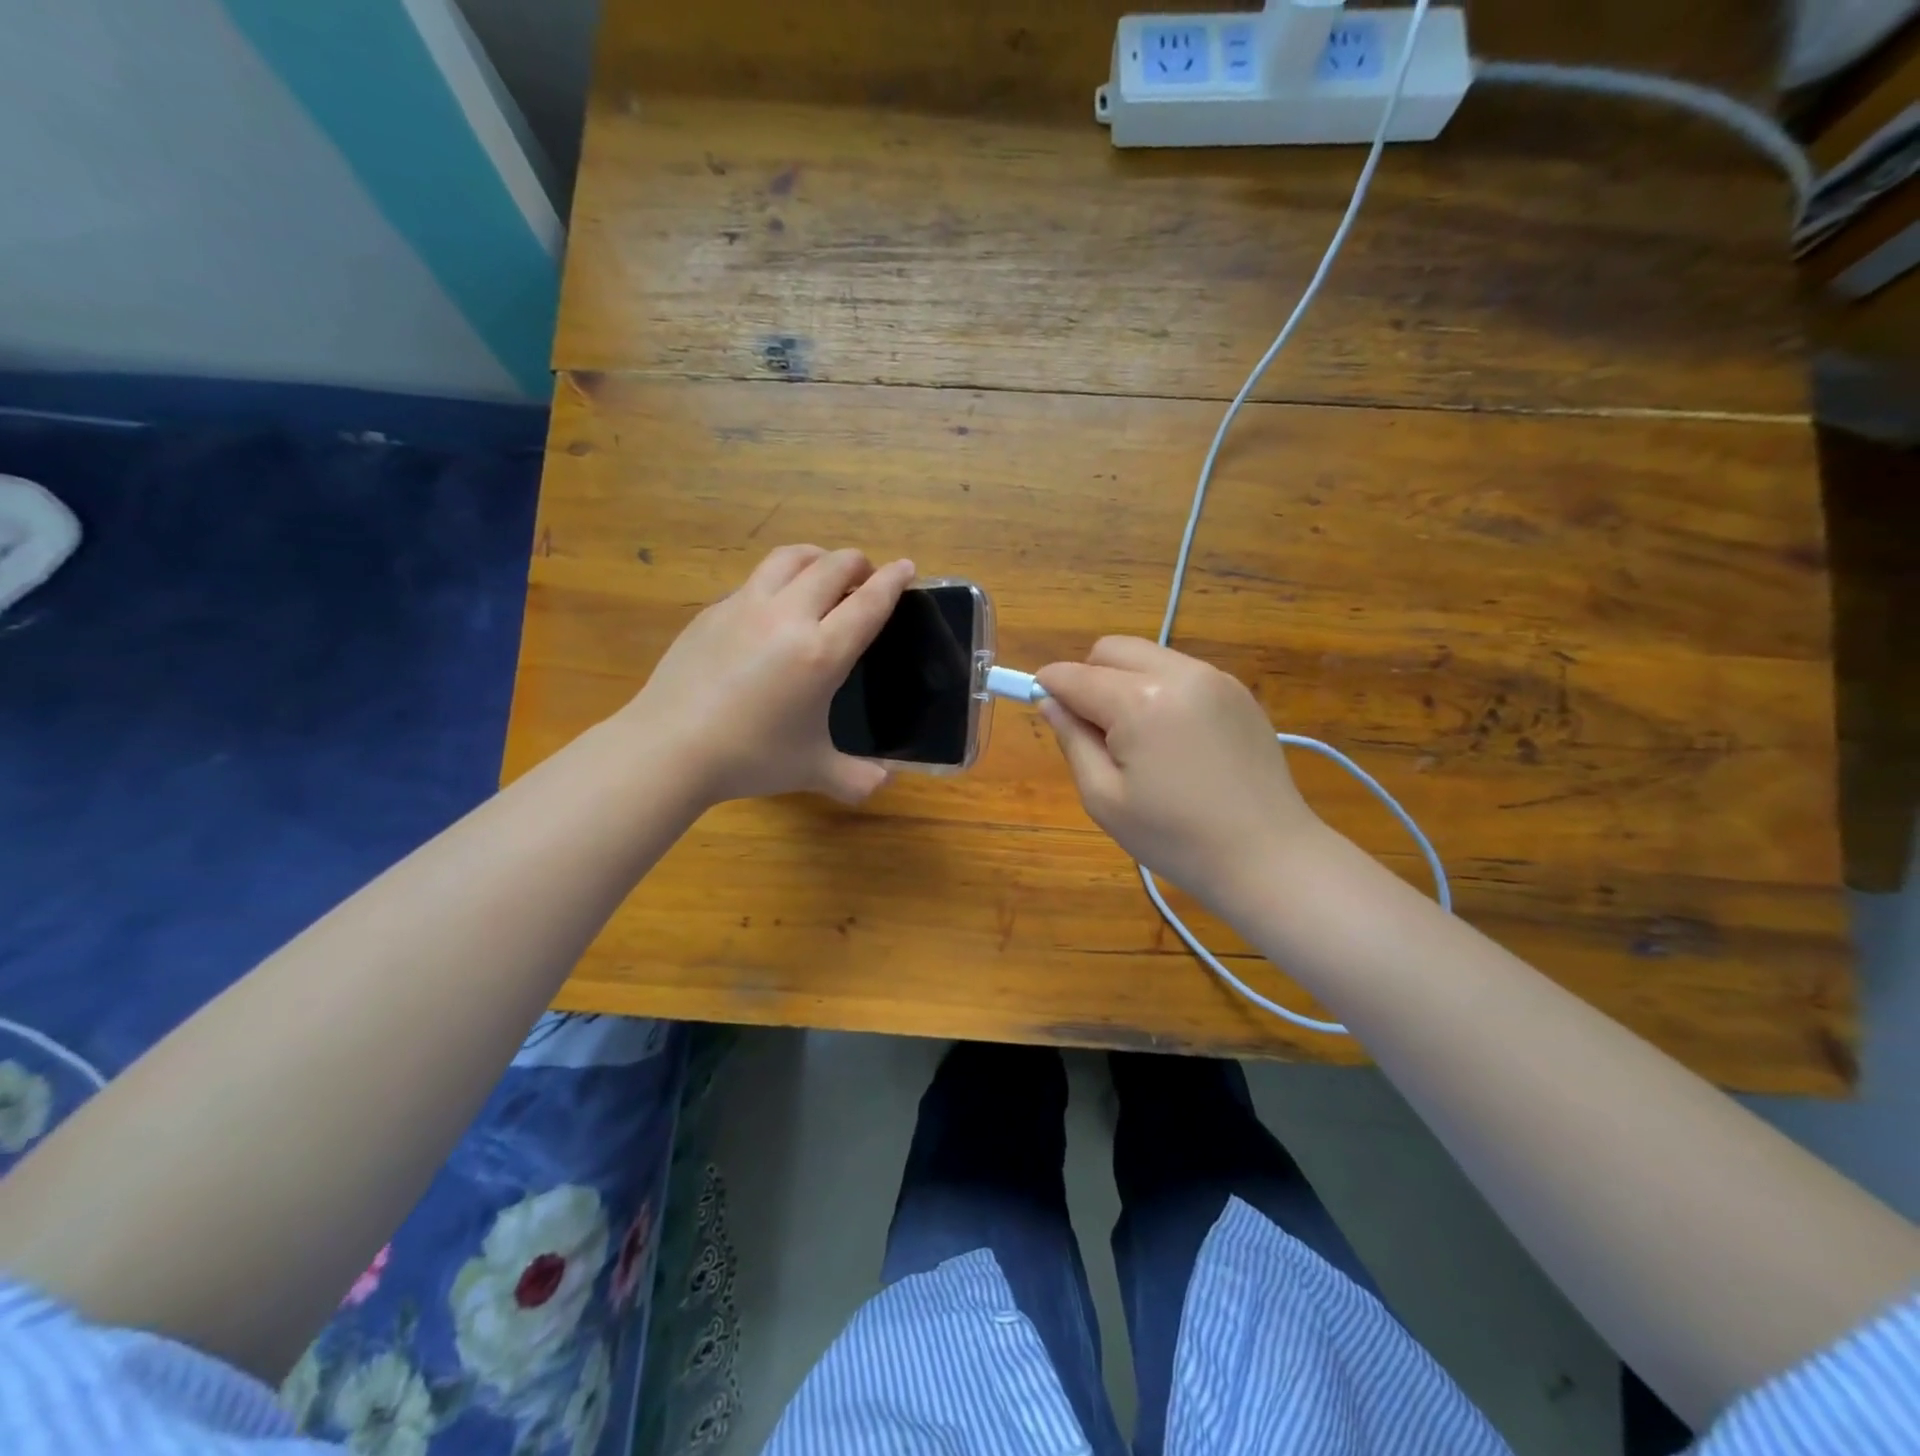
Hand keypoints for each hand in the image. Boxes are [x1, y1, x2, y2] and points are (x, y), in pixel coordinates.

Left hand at [622, 545, 914, 804]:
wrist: (669, 747)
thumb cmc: (749, 757)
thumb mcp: (812, 770)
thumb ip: (855, 778)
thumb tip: (883, 784)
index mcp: (821, 652)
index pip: (868, 602)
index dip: (893, 580)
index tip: (907, 566)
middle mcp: (787, 617)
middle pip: (832, 566)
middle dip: (858, 563)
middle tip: (866, 576)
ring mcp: (745, 607)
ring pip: (789, 558)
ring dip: (816, 557)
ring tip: (822, 571)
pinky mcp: (713, 611)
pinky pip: (755, 580)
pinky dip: (778, 580)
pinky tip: (773, 606)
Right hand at [1036, 638, 1324, 907]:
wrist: (1267, 856)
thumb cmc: (1174, 838)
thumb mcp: (1104, 798)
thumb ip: (1072, 740)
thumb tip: (1050, 702)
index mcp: (1140, 701)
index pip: (1075, 675)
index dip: (1048, 687)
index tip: (1040, 705)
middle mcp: (1179, 673)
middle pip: (1112, 650)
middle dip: (1088, 676)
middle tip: (1092, 728)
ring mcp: (1215, 678)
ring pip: (1148, 656)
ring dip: (1125, 682)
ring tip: (1135, 738)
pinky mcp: (1238, 691)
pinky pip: (1181, 672)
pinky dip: (1160, 690)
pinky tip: (1172, 739)